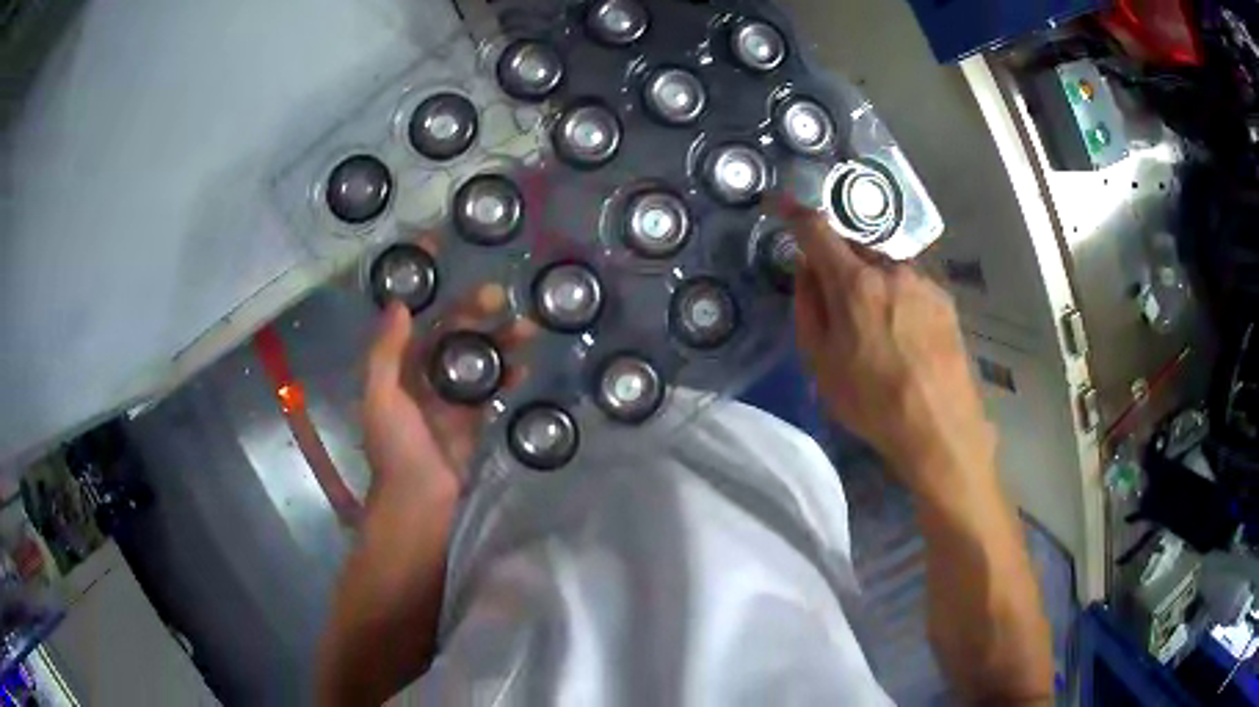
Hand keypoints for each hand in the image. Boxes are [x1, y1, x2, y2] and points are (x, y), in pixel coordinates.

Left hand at [362, 289, 535, 510]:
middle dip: (476, 312)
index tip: (445, 260)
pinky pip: (492, 389)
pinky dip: (507, 376)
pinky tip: (524, 368)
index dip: (430, 292)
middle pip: (453, 334)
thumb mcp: (380, 397)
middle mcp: (424, 375)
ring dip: (500, 341)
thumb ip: (386, 352)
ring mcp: (450, 397)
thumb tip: (399, 305)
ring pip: (477, 359)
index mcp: (398, 367)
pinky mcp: (473, 418)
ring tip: (526, 328)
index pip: (417, 320)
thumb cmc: (396, 447)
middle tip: (502, 297)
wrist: (420, 500)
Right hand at [787, 207, 996, 502]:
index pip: (817, 231)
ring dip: (871, 281)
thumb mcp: (821, 364)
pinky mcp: (945, 300)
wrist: (941, 428)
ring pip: (885, 267)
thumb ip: (808, 308)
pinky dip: (897, 296)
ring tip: (876, 330)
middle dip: (839, 263)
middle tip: (836, 304)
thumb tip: (807, 269)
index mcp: (855, 283)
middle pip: (854, 248)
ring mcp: (924, 282)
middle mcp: (892, 269)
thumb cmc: (873, 402)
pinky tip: (904, 335)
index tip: (781, 203)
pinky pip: (910, 284)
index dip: (795, 214)